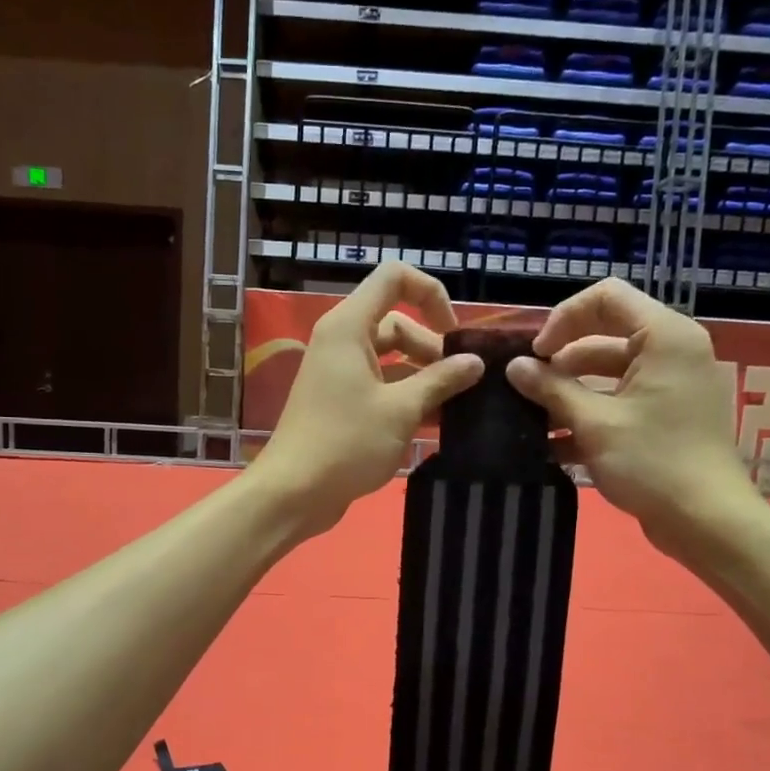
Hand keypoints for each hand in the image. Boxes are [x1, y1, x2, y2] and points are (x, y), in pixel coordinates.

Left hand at [255, 263, 484, 536]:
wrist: (294, 492)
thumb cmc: (346, 443)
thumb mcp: (402, 410)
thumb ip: (441, 380)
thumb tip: (475, 362)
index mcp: (349, 326)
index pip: (394, 277)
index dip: (431, 294)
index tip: (453, 333)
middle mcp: (342, 340)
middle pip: (397, 323)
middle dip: (432, 347)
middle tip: (461, 383)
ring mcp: (339, 372)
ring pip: (391, 358)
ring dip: (423, 376)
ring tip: (456, 405)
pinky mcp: (340, 401)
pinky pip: (380, 385)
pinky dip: (406, 396)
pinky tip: (435, 421)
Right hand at [505, 279, 763, 556]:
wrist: (706, 521)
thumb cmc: (653, 462)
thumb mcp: (594, 423)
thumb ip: (551, 389)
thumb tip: (514, 367)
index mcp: (664, 337)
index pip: (606, 297)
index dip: (563, 319)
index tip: (536, 354)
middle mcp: (672, 351)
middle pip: (604, 335)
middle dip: (561, 360)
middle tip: (526, 388)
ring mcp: (670, 385)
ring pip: (608, 372)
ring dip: (570, 391)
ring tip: (532, 418)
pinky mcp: (665, 415)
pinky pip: (620, 399)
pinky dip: (590, 413)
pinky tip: (554, 443)